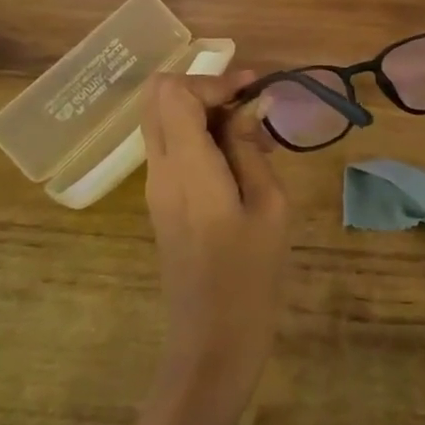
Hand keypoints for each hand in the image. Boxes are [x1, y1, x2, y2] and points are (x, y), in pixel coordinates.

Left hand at [139, 69, 290, 422]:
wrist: (212, 343)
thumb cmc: (250, 277)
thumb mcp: (269, 206)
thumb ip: (251, 149)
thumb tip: (249, 107)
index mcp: (187, 168)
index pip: (175, 93)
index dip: (213, 80)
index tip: (252, 90)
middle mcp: (160, 170)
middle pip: (156, 97)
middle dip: (202, 88)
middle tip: (246, 103)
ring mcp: (155, 187)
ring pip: (161, 119)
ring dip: (200, 110)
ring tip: (249, 133)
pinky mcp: (161, 202)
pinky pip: (170, 146)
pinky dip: (197, 134)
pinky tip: (236, 157)